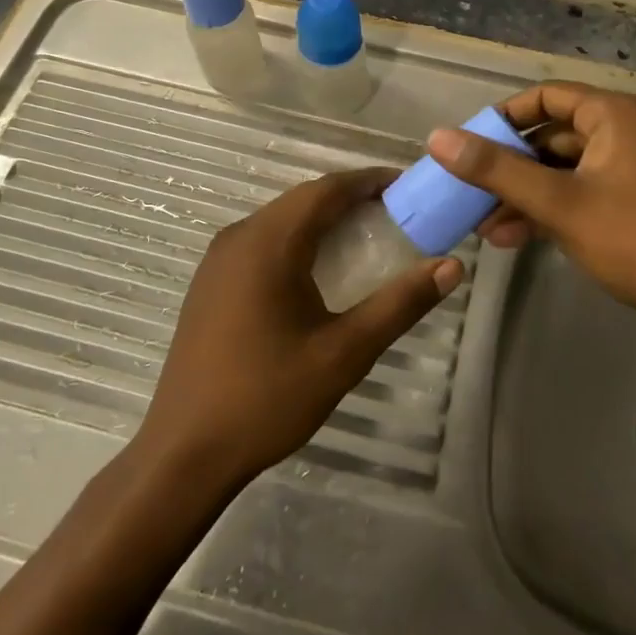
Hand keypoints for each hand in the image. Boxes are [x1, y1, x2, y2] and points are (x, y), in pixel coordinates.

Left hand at [134, 168, 461, 492]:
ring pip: (281, 219)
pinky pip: (262, 241)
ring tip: (367, 235)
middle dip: (350, 198)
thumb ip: (400, 304)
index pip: (327, 189)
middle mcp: (239, 237)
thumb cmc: (268, 398)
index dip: (369, 181)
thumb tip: (451, 266)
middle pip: (303, 199)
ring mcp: (218, 259)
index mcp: (269, 243)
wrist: (184, 453)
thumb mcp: (345, 352)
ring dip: (323, 218)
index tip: (408, 186)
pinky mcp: (211, 283)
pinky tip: (319, 268)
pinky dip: (298, 239)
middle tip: (397, 213)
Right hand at [428, 83, 635, 343]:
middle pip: (551, 136)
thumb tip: (438, 137)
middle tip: (468, 192)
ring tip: (482, 225)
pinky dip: (548, 211)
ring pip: (562, 171)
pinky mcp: (634, 205)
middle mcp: (624, 133)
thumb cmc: (635, 239)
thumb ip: (496, 170)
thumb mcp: (558, 202)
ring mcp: (631, 170)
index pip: (546, 97)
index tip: (468, 144)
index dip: (503, 117)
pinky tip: (512, 238)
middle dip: (508, 166)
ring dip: (522, 194)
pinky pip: (580, 195)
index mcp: (614, 116)